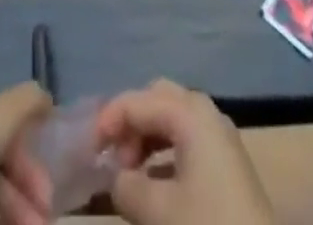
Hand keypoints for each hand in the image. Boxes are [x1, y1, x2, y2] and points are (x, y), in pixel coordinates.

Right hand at [98, 81, 274, 224]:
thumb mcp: (159, 213)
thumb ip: (127, 188)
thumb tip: (117, 178)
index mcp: (189, 112)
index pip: (136, 101)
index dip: (107, 121)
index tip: (86, 151)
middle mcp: (204, 112)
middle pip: (156, 99)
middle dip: (130, 123)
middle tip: (111, 158)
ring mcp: (218, 136)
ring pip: (171, 119)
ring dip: (146, 139)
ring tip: (128, 175)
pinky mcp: (226, 162)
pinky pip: (185, 140)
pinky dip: (163, 154)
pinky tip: (153, 185)